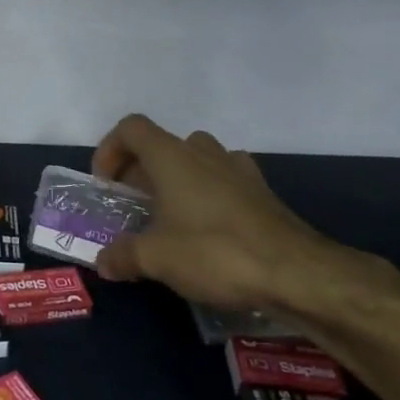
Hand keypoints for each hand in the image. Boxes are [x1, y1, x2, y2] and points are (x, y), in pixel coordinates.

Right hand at [91, 115, 395, 327]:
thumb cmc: (215, 251)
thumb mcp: (156, 258)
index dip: (110, 149)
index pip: (131, 128)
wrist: (296, 271)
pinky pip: (223, 180)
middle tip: (132, 207)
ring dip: (175, 179)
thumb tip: (103, 262)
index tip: (107, 185)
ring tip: (169, 216)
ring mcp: (237, 168)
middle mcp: (203, 152)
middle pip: (161, 144)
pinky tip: (207, 228)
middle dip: (140, 171)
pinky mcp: (261, 191)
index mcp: (172, 156)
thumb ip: (123, 255)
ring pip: (195, 159)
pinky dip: (207, 194)